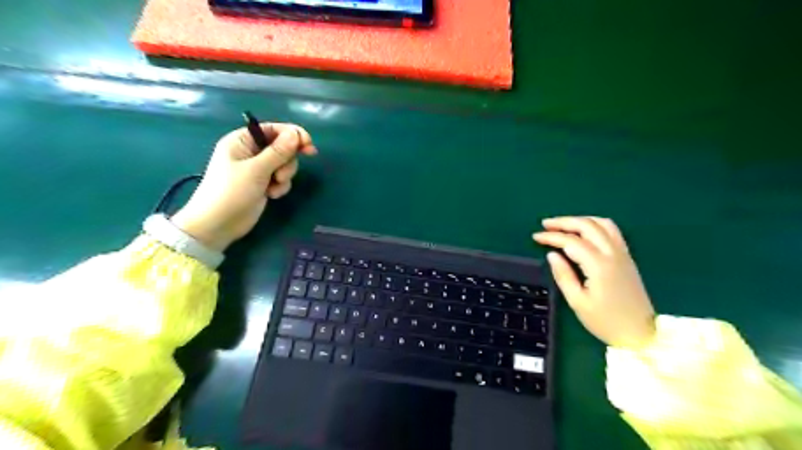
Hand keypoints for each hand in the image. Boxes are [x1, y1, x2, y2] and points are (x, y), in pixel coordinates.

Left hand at [172, 121, 315, 250]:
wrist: (218, 224)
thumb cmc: (231, 192)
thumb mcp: (256, 170)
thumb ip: (278, 151)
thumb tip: (296, 134)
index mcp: (243, 141)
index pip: (273, 129)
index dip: (292, 135)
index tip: (309, 145)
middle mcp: (251, 152)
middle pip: (283, 147)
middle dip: (287, 162)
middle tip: (281, 175)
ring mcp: (258, 169)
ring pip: (285, 164)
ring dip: (284, 176)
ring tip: (273, 188)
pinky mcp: (263, 183)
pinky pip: (281, 179)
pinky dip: (280, 186)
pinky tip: (271, 195)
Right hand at [531, 216, 657, 348]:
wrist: (641, 333)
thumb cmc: (605, 321)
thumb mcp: (578, 302)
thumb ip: (563, 276)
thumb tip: (552, 255)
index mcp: (599, 265)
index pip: (571, 242)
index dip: (552, 237)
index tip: (535, 237)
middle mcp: (612, 253)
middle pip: (587, 226)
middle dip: (564, 222)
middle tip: (545, 224)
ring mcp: (622, 253)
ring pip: (602, 224)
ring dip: (580, 220)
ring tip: (563, 225)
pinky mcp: (627, 257)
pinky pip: (612, 231)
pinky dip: (595, 224)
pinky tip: (585, 230)